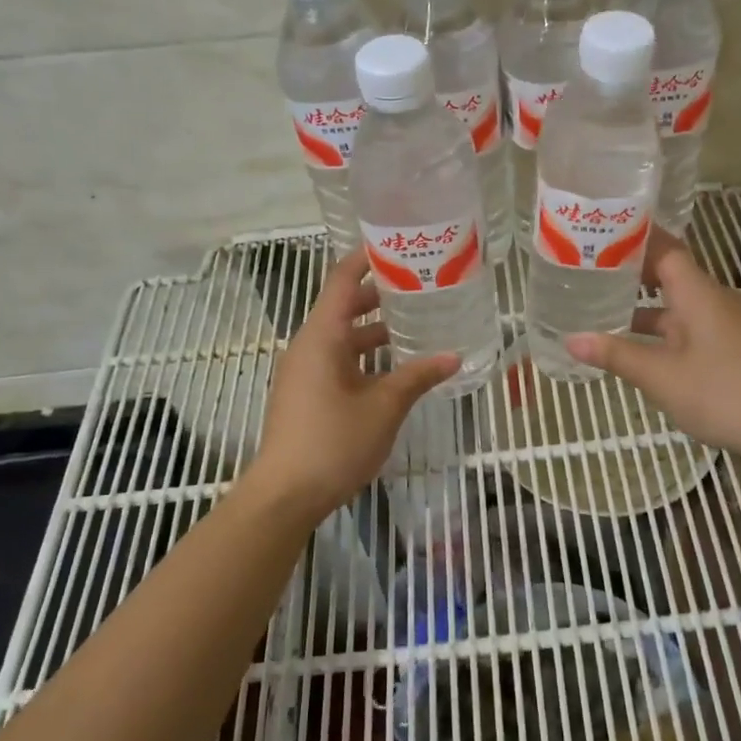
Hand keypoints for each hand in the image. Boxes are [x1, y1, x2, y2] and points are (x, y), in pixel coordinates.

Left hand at [247, 251, 459, 520]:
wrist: (285, 495)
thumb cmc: (334, 441)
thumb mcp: (384, 406)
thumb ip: (419, 376)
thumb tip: (455, 356)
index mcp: (322, 336)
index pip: (342, 280)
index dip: (367, 258)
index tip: (398, 246)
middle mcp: (310, 346)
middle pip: (344, 306)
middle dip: (381, 294)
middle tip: (421, 284)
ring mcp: (306, 371)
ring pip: (344, 337)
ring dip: (375, 329)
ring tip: (416, 323)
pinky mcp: (307, 394)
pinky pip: (339, 360)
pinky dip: (366, 355)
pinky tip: (396, 367)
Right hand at [566, 230, 740, 456]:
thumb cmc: (717, 392)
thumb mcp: (658, 375)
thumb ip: (615, 354)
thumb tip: (571, 340)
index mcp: (698, 293)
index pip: (665, 249)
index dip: (635, 238)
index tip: (602, 233)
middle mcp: (713, 298)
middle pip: (671, 271)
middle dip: (633, 269)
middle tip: (592, 267)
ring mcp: (724, 322)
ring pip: (679, 301)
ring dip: (646, 302)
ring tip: (604, 302)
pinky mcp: (728, 344)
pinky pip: (688, 322)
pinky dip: (662, 325)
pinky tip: (636, 341)